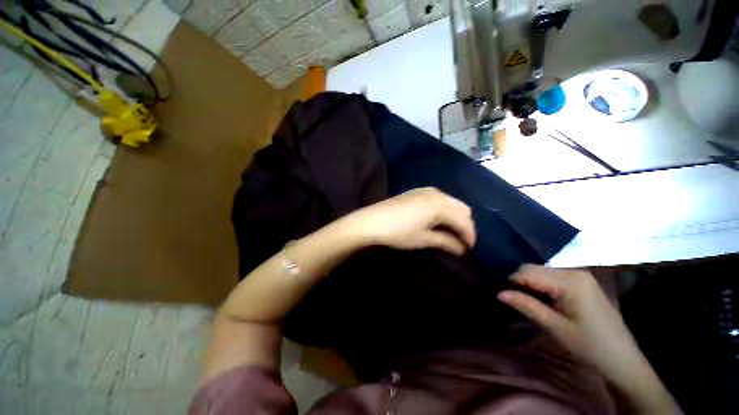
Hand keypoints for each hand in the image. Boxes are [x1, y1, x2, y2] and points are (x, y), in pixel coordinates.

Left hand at [340, 187, 475, 254]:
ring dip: (455, 217)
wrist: (373, 221)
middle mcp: (438, 193)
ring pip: (452, 202)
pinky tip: (439, 220)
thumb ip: (446, 242)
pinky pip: (440, 199)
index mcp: (441, 205)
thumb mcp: (424, 239)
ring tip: (451, 232)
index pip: (464, 221)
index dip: (469, 236)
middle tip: (461, 241)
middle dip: (465, 225)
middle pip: (462, 209)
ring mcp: (427, 190)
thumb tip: (462, 249)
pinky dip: (445, 210)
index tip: (469, 249)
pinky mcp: (418, 191)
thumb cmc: (399, 232)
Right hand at [498, 265, 680, 413]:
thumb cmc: (590, 346)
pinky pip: (551, 277)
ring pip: (541, 272)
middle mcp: (574, 271)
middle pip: (534, 269)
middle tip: (515, 302)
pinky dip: (541, 286)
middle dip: (520, 283)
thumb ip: (527, 306)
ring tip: (527, 302)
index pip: (527, 272)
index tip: (504, 297)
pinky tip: (542, 300)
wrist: (623, 359)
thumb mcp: (556, 328)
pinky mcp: (581, 282)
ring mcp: (579, 275)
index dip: (512, 283)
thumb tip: (499, 293)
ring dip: (530, 284)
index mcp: (570, 281)